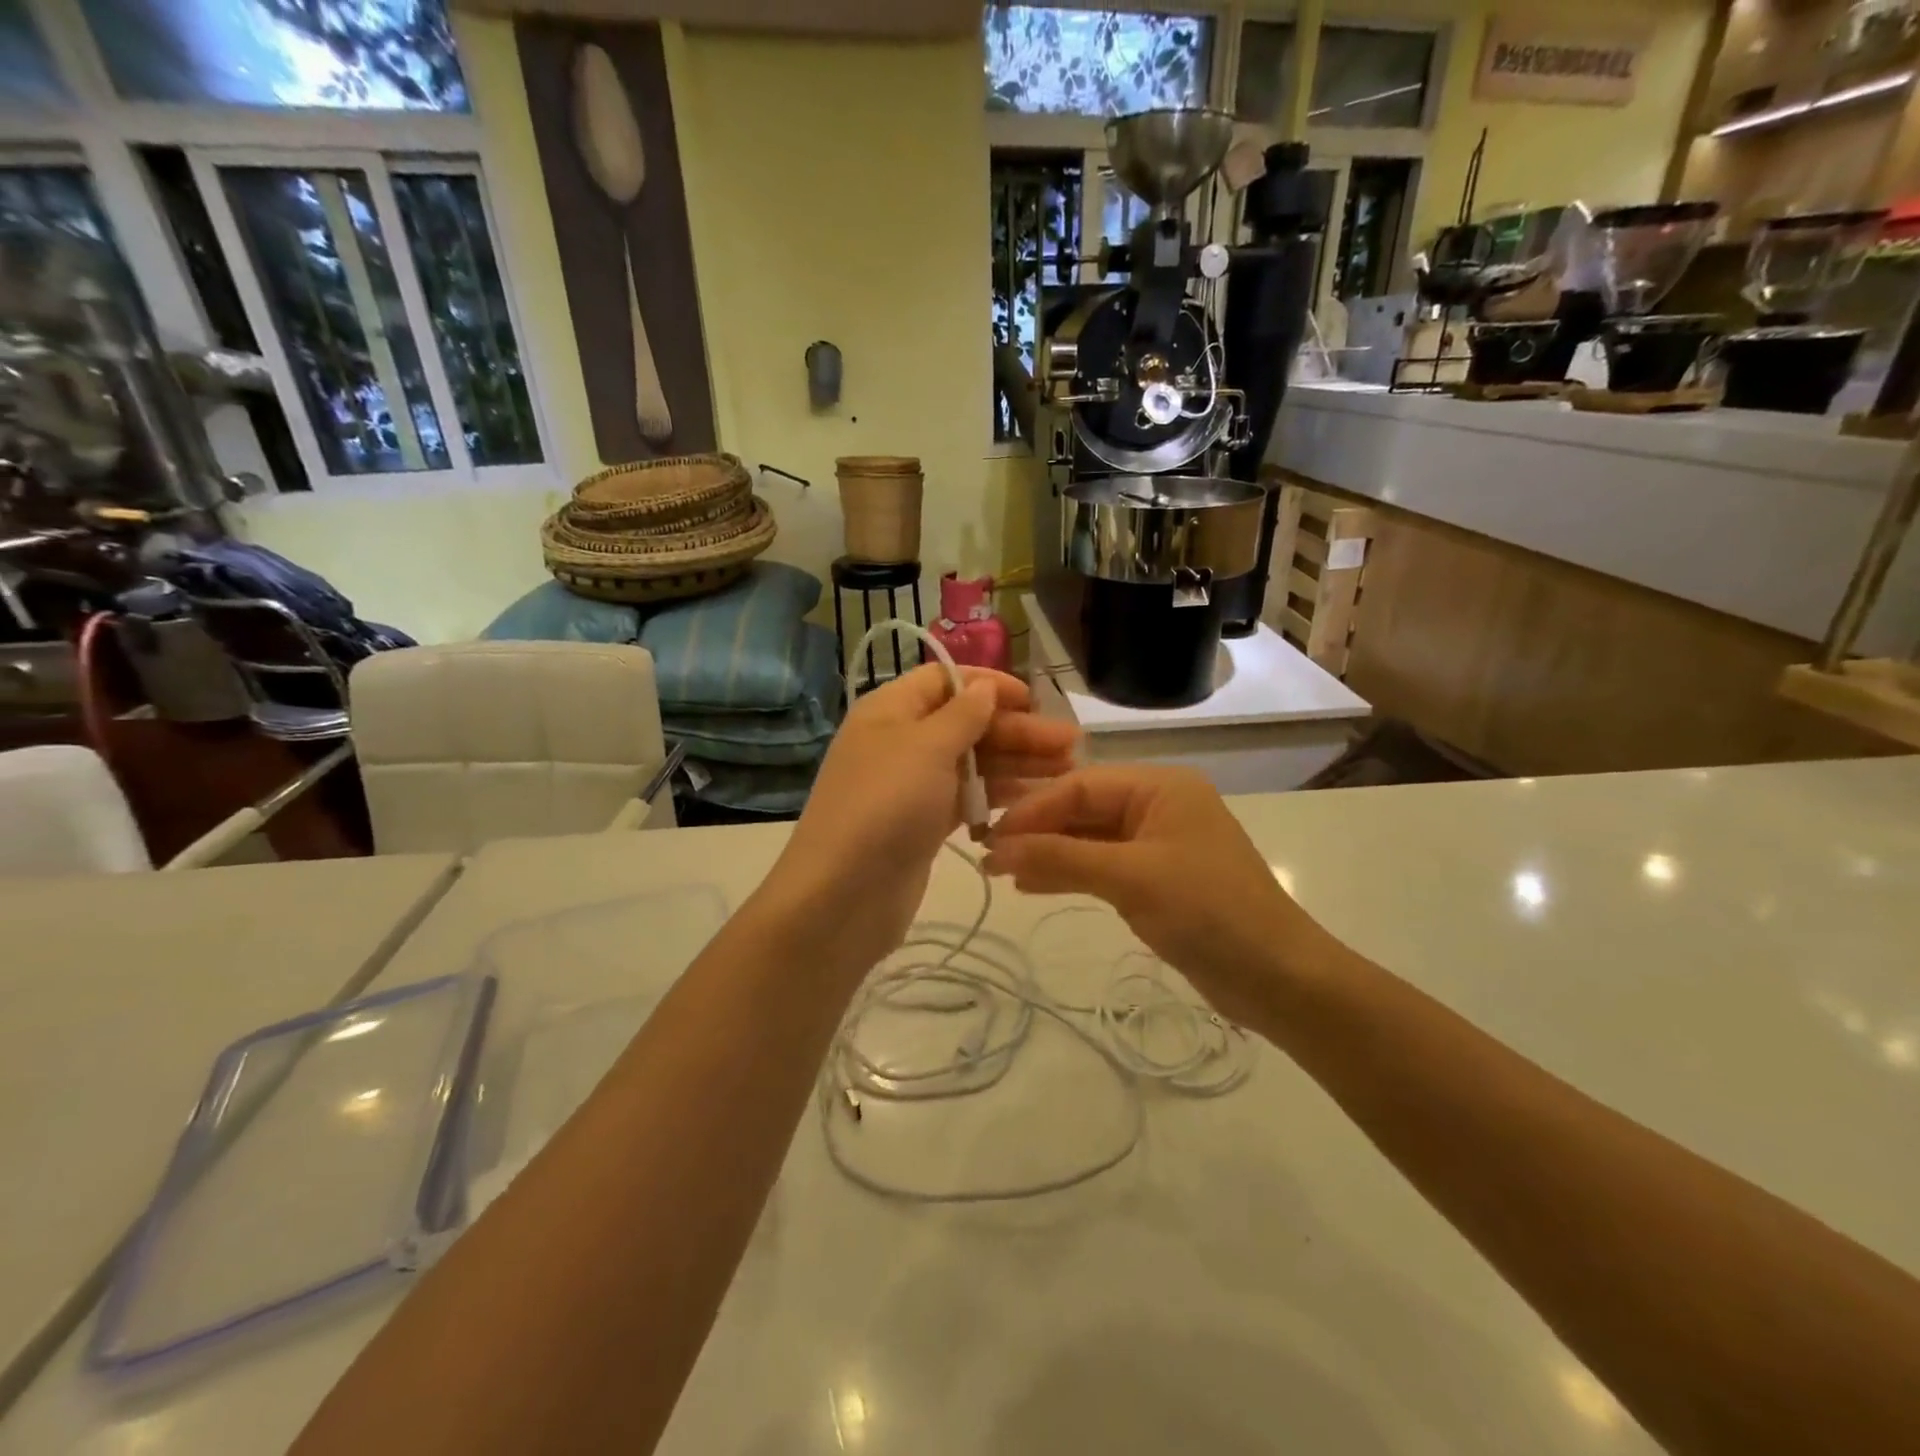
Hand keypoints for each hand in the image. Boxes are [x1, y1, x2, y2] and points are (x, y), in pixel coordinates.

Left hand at [762, 665, 1078, 973]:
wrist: (842, 895)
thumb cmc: (885, 805)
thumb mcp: (926, 748)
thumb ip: (962, 714)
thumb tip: (984, 687)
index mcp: (890, 710)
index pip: (944, 680)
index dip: (989, 684)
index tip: (1034, 700)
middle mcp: (899, 741)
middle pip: (965, 723)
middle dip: (1016, 730)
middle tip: (1070, 744)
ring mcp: (911, 786)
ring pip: (971, 763)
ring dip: (1015, 763)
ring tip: (1065, 772)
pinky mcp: (922, 824)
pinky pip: (966, 798)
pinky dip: (996, 796)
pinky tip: (1034, 801)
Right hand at [981, 766, 1339, 1022]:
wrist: (1277, 977)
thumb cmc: (1208, 912)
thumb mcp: (1130, 878)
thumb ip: (1061, 857)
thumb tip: (997, 848)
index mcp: (1160, 786)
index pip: (1080, 786)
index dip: (1033, 809)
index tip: (990, 835)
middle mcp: (1158, 805)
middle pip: (1083, 808)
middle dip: (1037, 831)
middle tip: (988, 854)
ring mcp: (1157, 843)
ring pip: (1089, 838)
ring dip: (1048, 853)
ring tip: (1001, 872)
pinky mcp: (1156, 878)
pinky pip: (1102, 865)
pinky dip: (1070, 873)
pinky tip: (1033, 884)